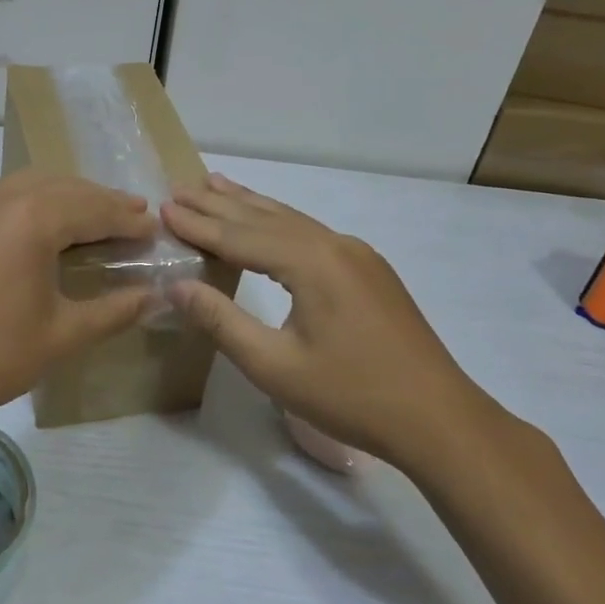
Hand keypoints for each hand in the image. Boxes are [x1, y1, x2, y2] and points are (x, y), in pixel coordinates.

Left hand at [0, 172, 156, 435]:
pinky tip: (27, 231)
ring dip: (60, 196)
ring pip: (22, 186)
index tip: (153, 226)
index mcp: (31, 219)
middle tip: (129, 213)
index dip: (127, 218)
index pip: (93, 208)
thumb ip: (113, 311)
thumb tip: (153, 297)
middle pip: (60, 187)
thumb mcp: (61, 336)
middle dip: (98, 199)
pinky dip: (22, 206)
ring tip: (85, 216)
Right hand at [162, 174, 503, 478]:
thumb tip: (176, 286)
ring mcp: (358, 255)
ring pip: (292, 220)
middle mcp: (336, 245)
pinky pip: (312, 234)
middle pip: (265, 218)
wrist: (440, 420)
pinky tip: (270, 220)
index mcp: (312, 263)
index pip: (241, 236)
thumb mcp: (275, 366)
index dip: (200, 225)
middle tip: (181, 187)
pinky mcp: (370, 271)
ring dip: (250, 204)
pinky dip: (279, 222)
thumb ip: (222, 321)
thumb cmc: (352, 396)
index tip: (164, 208)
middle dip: (220, 204)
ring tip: (215, 183)